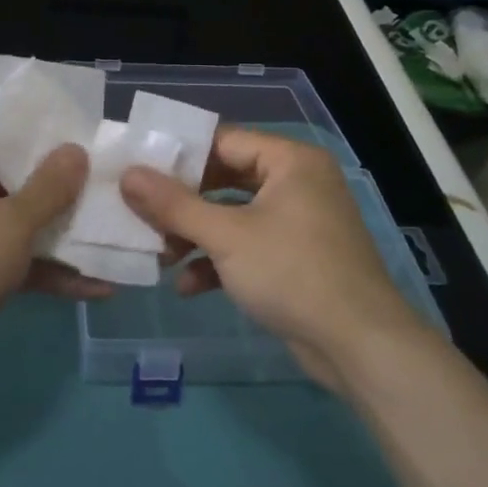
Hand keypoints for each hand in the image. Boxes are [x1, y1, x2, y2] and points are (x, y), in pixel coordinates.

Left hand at [0, 135, 102, 391]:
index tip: (91, 142)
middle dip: (65, 191)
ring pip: (19, 224)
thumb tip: (75, 149)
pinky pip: (13, 259)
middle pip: (17, 181)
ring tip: (115, 238)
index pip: (6, 136)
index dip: (49, 139)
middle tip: (112, 189)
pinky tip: (95, 286)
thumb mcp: (10, 226)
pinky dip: (46, 270)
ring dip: (61, 236)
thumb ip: (48, 188)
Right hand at [120, 128, 417, 391]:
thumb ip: (173, 204)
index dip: (178, 155)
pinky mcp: (295, 258)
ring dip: (195, 236)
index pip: (223, 141)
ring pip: (232, 216)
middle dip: (182, 204)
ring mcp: (297, 222)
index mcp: (289, 161)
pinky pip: (247, 247)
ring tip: (159, 255)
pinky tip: (188, 286)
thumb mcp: (225, 236)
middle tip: (141, 213)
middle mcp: (296, 183)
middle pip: (224, 180)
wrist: (359, 345)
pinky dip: (218, 261)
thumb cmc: (292, 273)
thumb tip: (128, 175)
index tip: (137, 169)